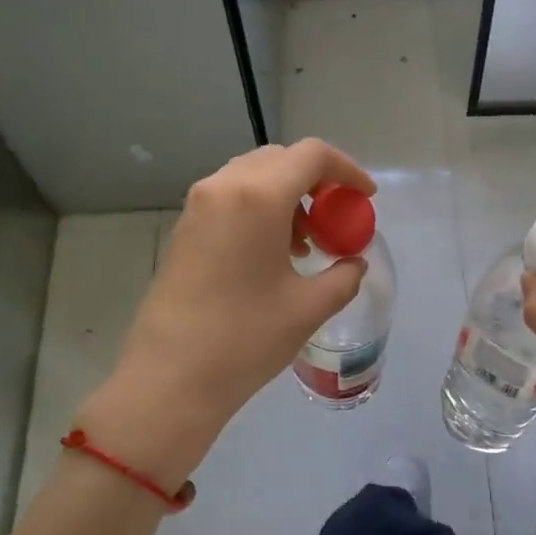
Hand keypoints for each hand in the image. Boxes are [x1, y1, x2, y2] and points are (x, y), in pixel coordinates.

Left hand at [75, 140, 374, 489]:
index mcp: (258, 197)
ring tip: (303, 243)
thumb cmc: (245, 340)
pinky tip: (270, 253)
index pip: (312, 155)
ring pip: (252, 176)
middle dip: (315, 181)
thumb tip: (354, 262)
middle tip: (334, 219)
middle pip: (280, 159)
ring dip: (286, 196)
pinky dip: (258, 208)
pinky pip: (230, 197)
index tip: (365, 198)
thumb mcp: (308, 308)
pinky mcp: (183, 228)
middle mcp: (224, 187)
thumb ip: (343, 276)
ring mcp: (197, 205)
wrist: (170, 378)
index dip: (347, 169)